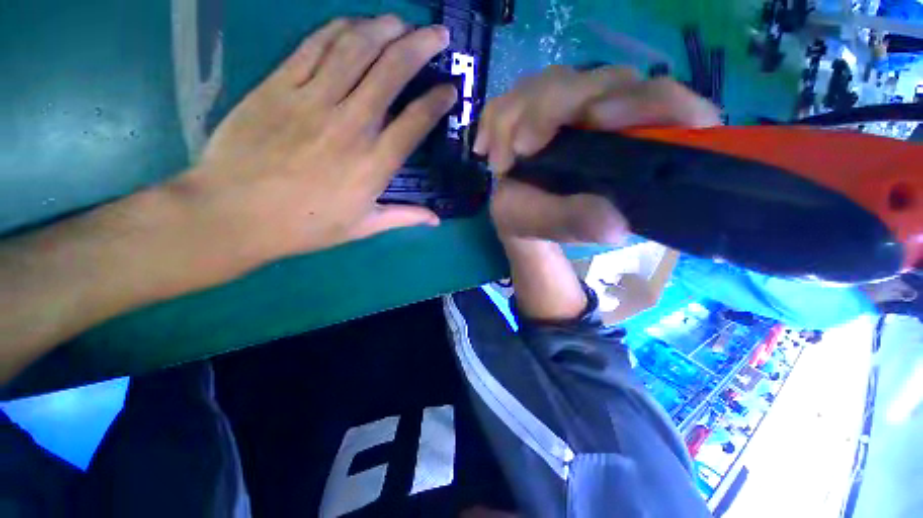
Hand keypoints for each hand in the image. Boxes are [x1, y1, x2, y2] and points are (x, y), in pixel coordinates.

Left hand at [171, 16, 455, 285]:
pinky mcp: (279, 86)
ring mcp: (313, 100)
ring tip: (401, 22)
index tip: (449, 89)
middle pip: (392, 72)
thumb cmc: (305, 225)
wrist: (234, 214)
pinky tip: (356, 24)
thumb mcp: (363, 227)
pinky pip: (315, 46)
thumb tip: (436, 219)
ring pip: (356, 49)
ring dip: (384, 29)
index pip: (416, 121)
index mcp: (374, 163)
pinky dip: (340, 29)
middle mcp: (351, 125)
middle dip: (421, 47)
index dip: (438, 101)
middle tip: (438, 34)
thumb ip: (404, 217)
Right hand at [477, 65, 721, 243]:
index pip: (658, 101)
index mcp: (630, 142)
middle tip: (519, 149)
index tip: (594, 118)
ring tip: (499, 163)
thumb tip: (613, 225)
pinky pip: (515, 94)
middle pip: (594, 81)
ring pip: (550, 83)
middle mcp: (607, 112)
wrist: (517, 212)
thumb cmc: (543, 220)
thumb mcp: (559, 226)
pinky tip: (485, 149)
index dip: (638, 100)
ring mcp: (570, 104)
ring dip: (514, 118)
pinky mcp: (538, 103)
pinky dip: (495, 119)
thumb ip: (580, 222)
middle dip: (549, 110)